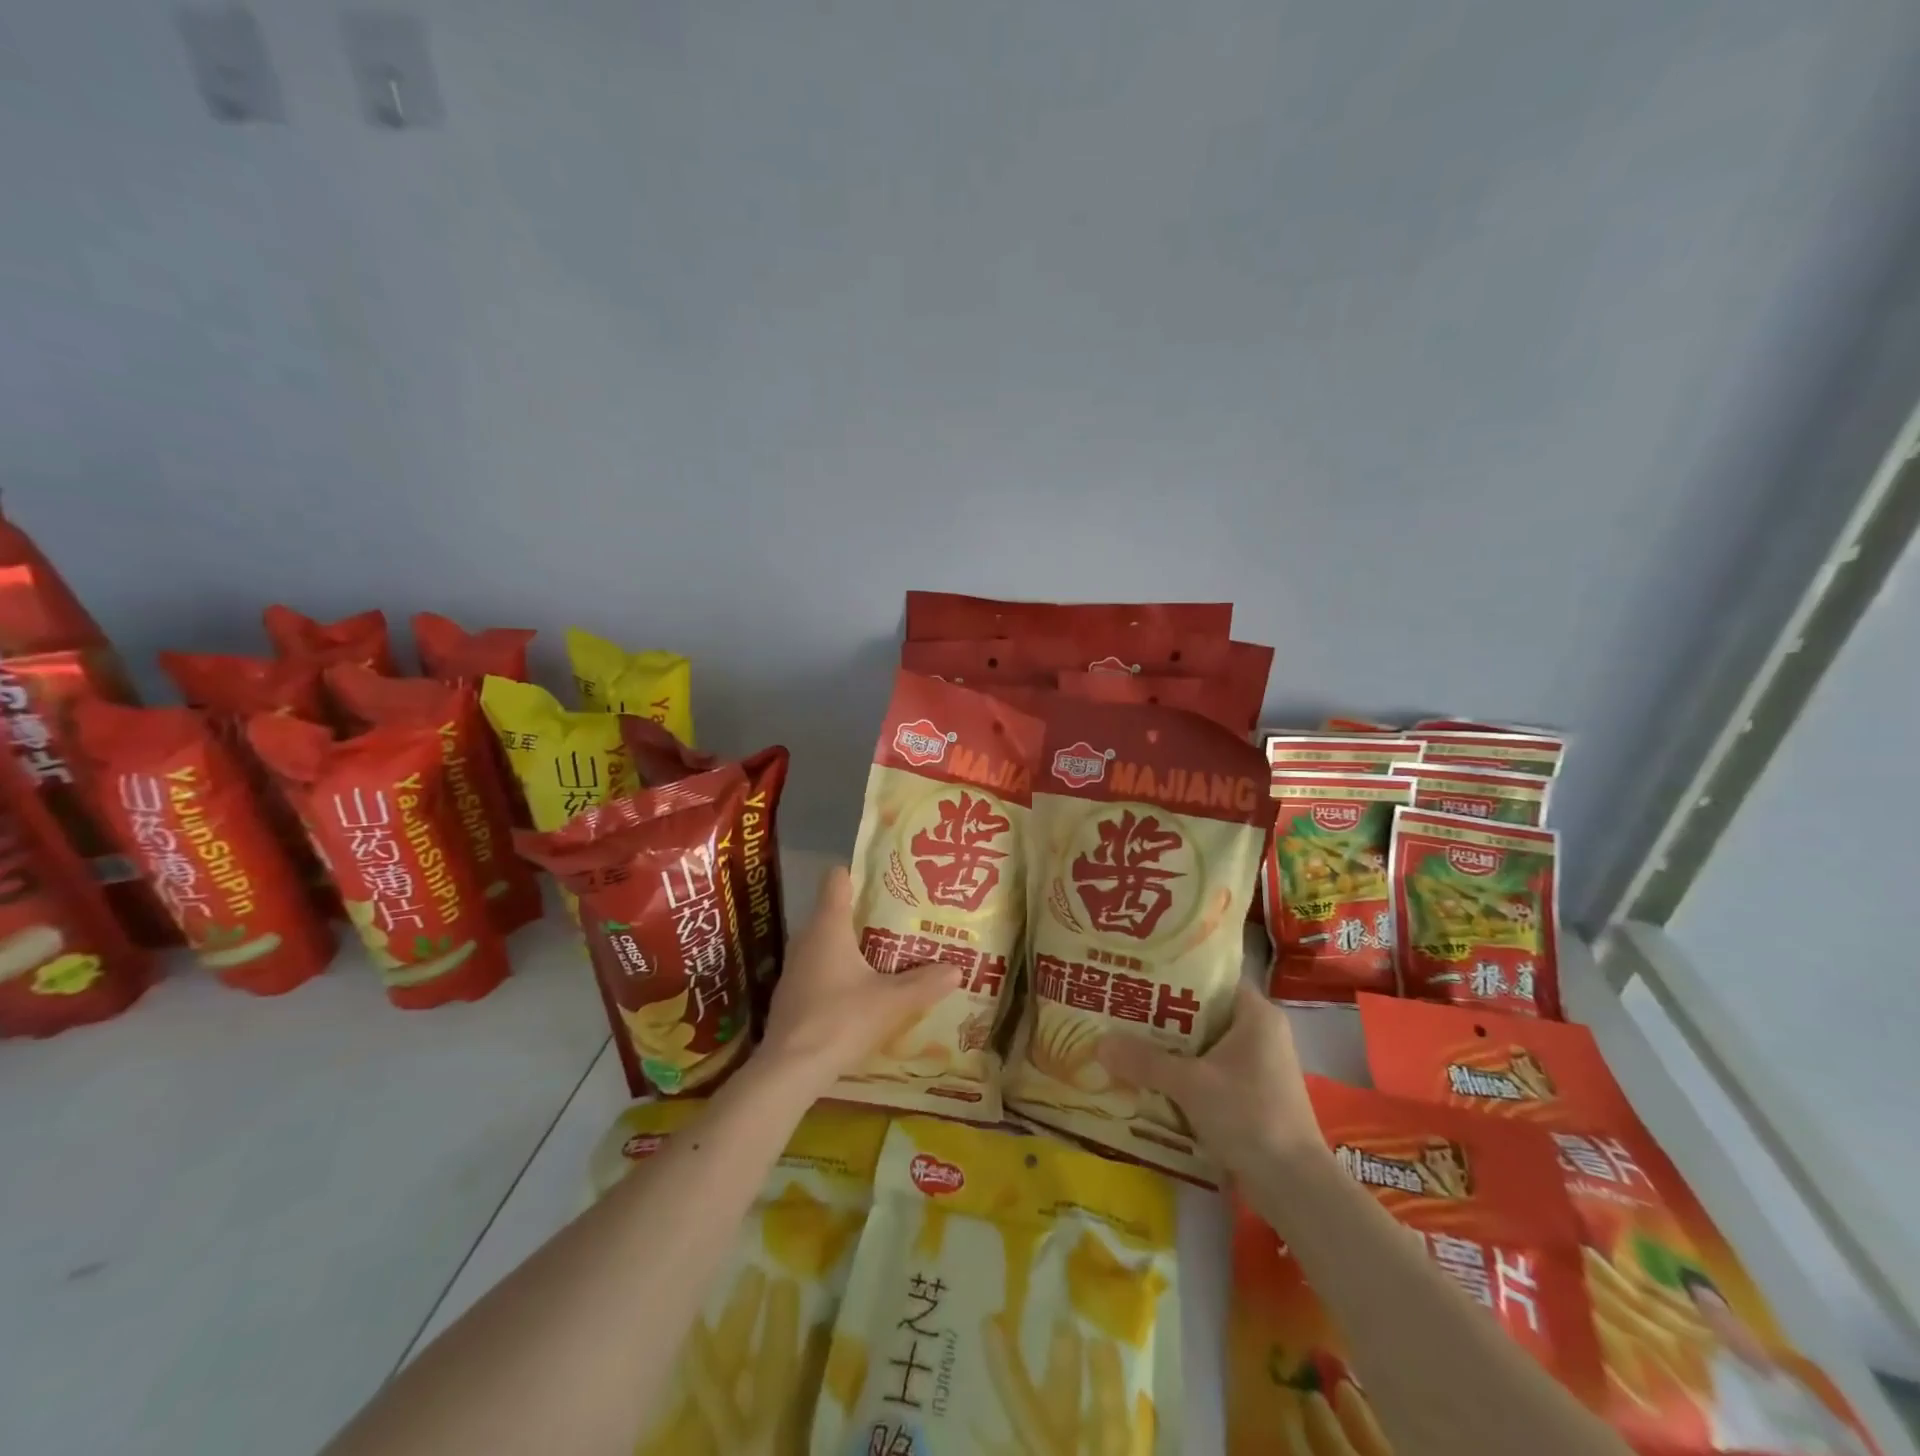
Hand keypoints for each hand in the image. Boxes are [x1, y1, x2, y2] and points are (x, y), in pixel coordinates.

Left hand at [757, 866, 961, 1095]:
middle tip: (899, 919)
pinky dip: (838, 970)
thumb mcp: (892, 1002)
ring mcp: (794, 967)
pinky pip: (818, 968)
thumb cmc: (841, 1020)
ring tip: (885, 953)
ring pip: (825, 942)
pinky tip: (860, 990)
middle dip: (865, 913)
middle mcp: (807, 938)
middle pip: (834, 910)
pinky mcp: (791, 994)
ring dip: (851, 945)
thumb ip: (925, 983)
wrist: (790, 1070)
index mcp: (829, 926)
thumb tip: (957, 969)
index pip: (837, 879)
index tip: (886, 879)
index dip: (859, 873)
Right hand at [1094, 979, 1322, 1174]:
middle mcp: (1261, 1032)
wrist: (1295, 1187)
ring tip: (1126, 1041)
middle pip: (1204, 1013)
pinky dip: (1184, 1074)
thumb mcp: (1190, 1084)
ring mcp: (1259, 1066)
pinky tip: (1150, 1079)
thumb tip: (1099, 1043)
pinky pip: (1211, 1072)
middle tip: (1122, 1009)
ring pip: (1205, 1045)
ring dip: (1171, 1048)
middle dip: (1164, 1015)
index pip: (1212, 978)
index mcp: (1256, 1014)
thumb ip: (1145, 1061)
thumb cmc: (1249, 1116)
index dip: (1175, 974)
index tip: (1138, 975)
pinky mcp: (1253, 1095)